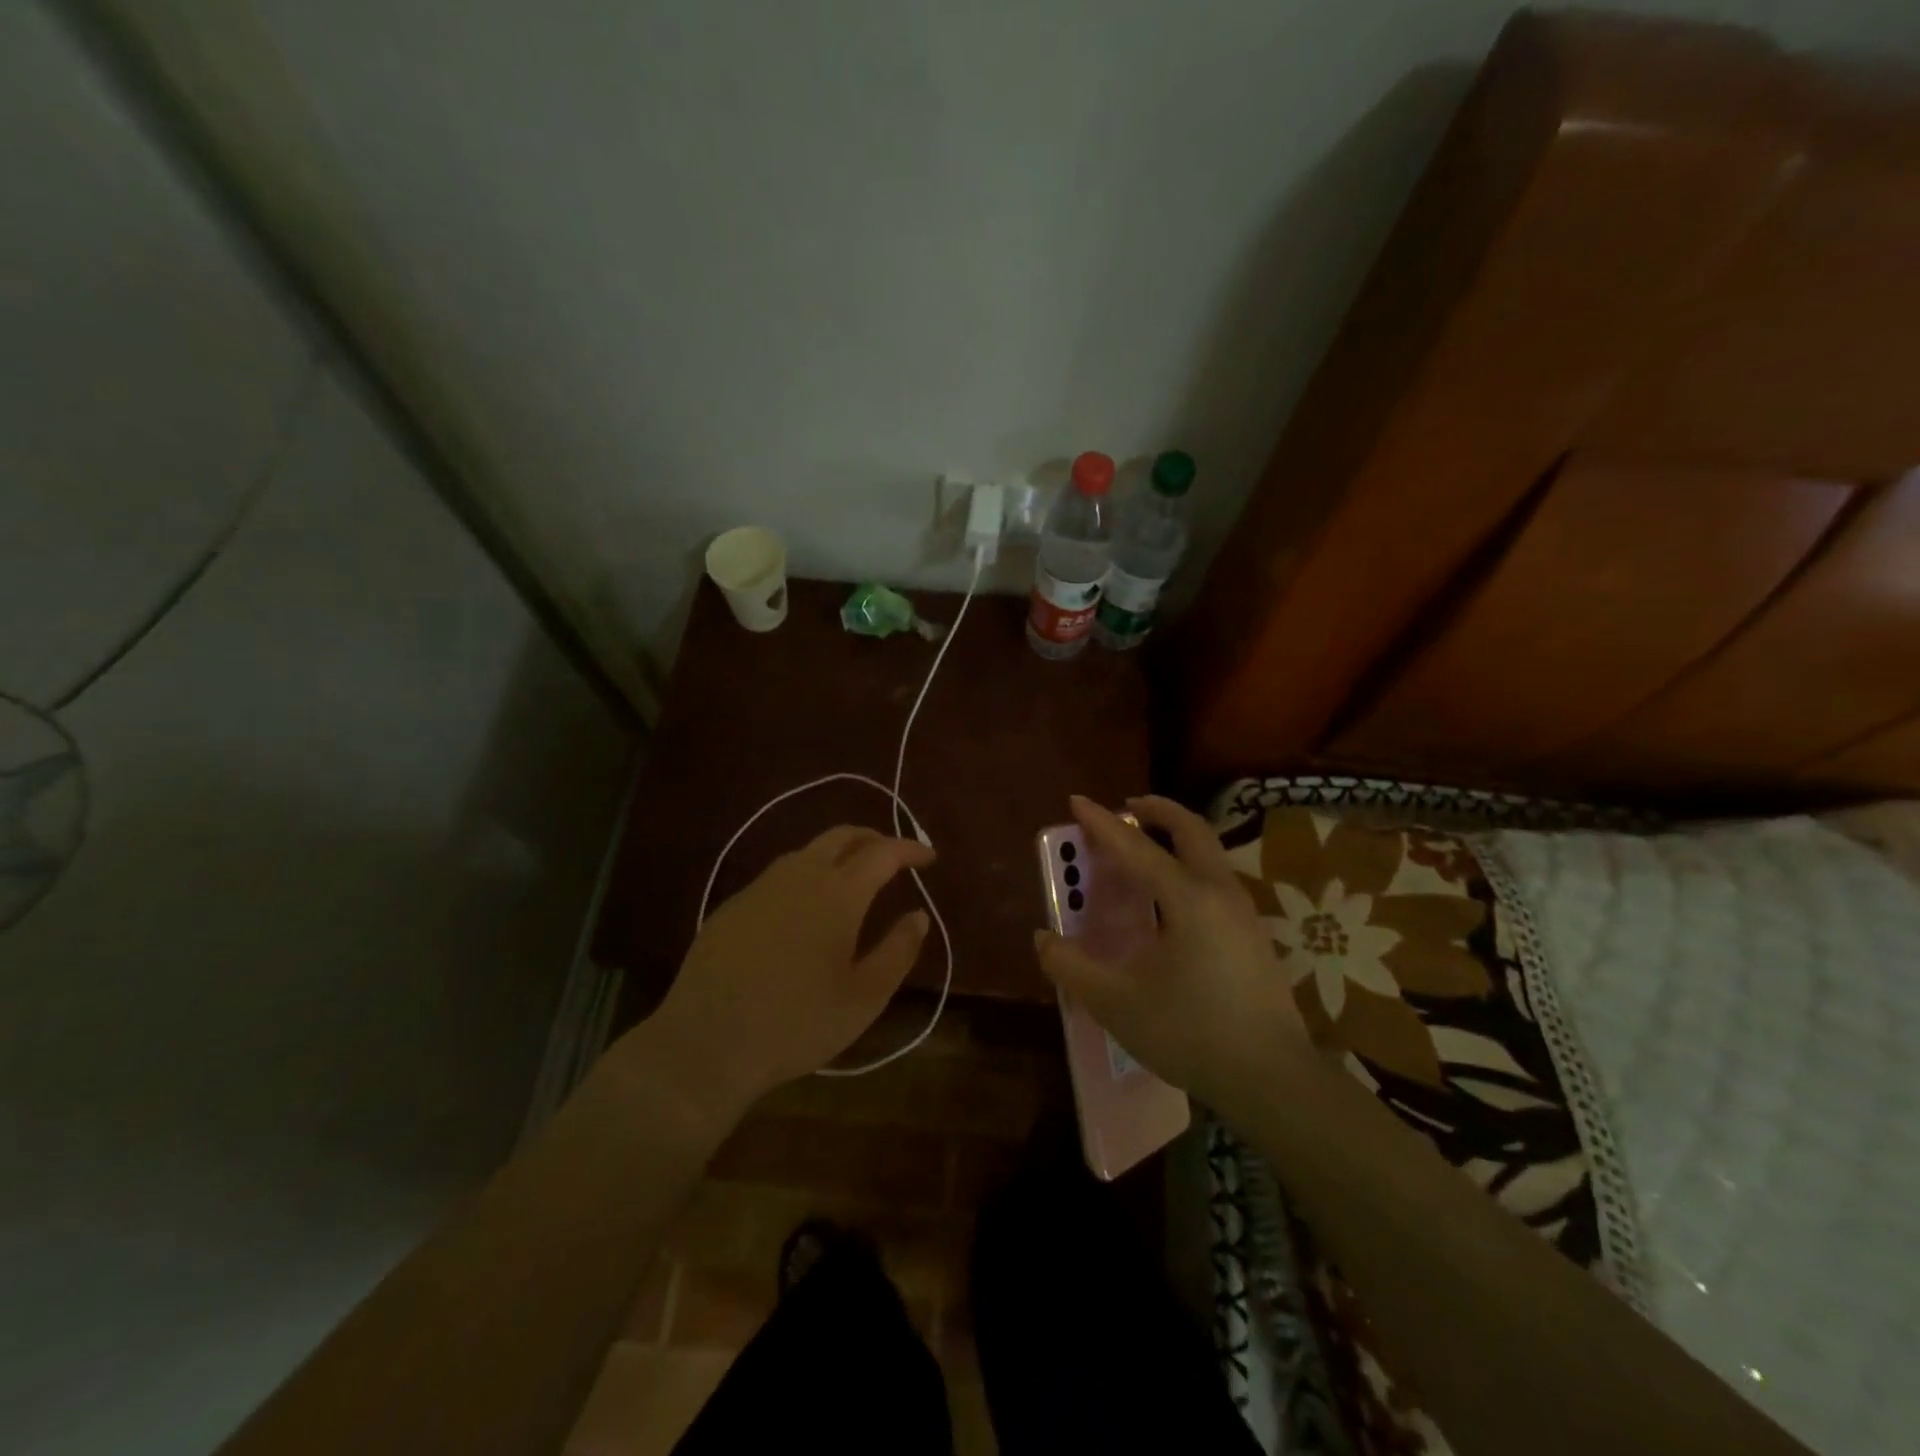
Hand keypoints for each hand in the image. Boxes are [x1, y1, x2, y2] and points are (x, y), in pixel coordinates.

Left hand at [628, 826, 933, 1114]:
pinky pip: (779, 875)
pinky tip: (805, 908)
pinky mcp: (733, 905)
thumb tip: (918, 916)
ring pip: (807, 851)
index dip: (910, 849)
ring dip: (838, 854)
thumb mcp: (864, 998)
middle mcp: (799, 875)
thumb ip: (898, 951)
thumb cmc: (796, 1023)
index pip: (882, 852)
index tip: (929, 858)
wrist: (705, 1043)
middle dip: (874, 839)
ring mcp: (761, 887)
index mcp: (838, 893)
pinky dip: (806, 875)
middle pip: (842, 836)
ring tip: (853, 879)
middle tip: (894, 858)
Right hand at [1035, 795, 1311, 1112]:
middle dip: (1158, 810)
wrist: (1272, 1079)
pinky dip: (1190, 864)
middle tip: (1128, 807)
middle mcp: (1220, 892)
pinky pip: (1217, 878)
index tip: (1077, 800)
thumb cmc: (1190, 1033)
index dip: (1102, 823)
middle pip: (1191, 830)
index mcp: (1187, 898)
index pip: (1136, 847)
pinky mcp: (1254, 935)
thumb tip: (1044, 939)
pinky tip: (1172, 898)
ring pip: (1210, 852)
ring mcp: (1244, 913)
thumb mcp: (1116, 1003)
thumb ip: (1072, 967)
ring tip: (1146, 847)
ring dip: (1177, 836)